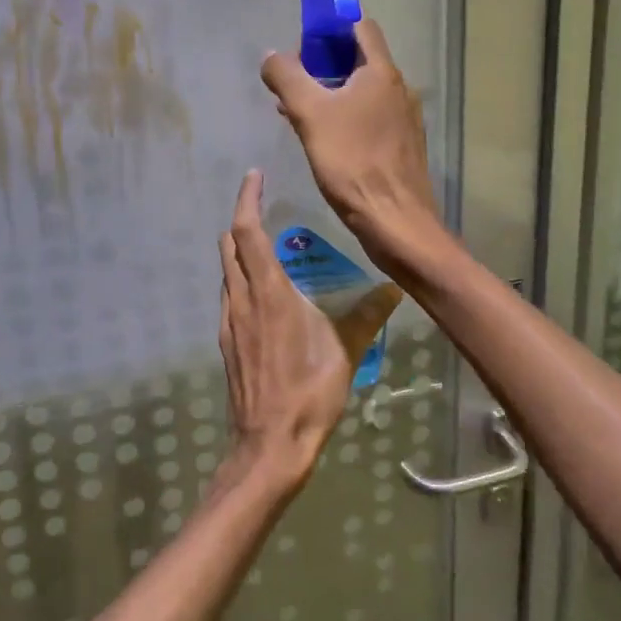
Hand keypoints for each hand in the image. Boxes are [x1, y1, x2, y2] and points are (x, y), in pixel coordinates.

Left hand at [217, 170, 402, 490]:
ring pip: (226, 272)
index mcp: (269, 291)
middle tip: (263, 210)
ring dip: (238, 252)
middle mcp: (242, 299)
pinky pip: (228, 297)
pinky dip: (238, 281)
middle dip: (241, 221)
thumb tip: (395, 289)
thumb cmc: (309, 392)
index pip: (248, 231)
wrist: (269, 444)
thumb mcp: (346, 350)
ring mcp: (229, 322)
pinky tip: (261, 296)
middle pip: (229, 245)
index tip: (253, 176)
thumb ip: (368, 315)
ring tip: (265, 249)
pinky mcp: (226, 343)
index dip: (247, 200)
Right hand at [260, 19, 443, 278]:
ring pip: (363, 91)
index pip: (359, 26)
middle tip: (293, 80)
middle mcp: (399, 89)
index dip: (330, 26)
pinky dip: (345, 116)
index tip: (302, 41)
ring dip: (332, 92)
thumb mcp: (310, 115)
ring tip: (297, 110)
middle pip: (360, 59)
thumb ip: (287, 79)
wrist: (395, 220)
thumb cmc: (352, 162)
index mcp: (381, 73)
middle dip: (324, 63)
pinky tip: (323, 139)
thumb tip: (272, 56)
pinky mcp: (402, 146)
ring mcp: (404, 119)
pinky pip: (370, 117)